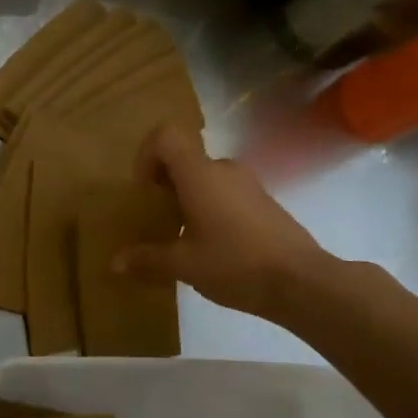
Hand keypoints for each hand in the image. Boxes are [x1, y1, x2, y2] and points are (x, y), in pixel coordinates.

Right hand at [114, 121, 331, 326]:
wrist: (302, 282)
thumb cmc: (236, 264)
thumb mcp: (184, 265)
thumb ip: (148, 259)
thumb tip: (115, 263)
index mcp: (200, 174)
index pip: (165, 136)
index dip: (146, 155)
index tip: (143, 192)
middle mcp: (223, 169)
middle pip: (184, 159)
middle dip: (163, 184)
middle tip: (156, 220)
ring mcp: (247, 184)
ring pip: (205, 177)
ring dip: (186, 198)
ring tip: (181, 237)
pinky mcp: (263, 202)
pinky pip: (225, 192)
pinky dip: (209, 208)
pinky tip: (211, 246)